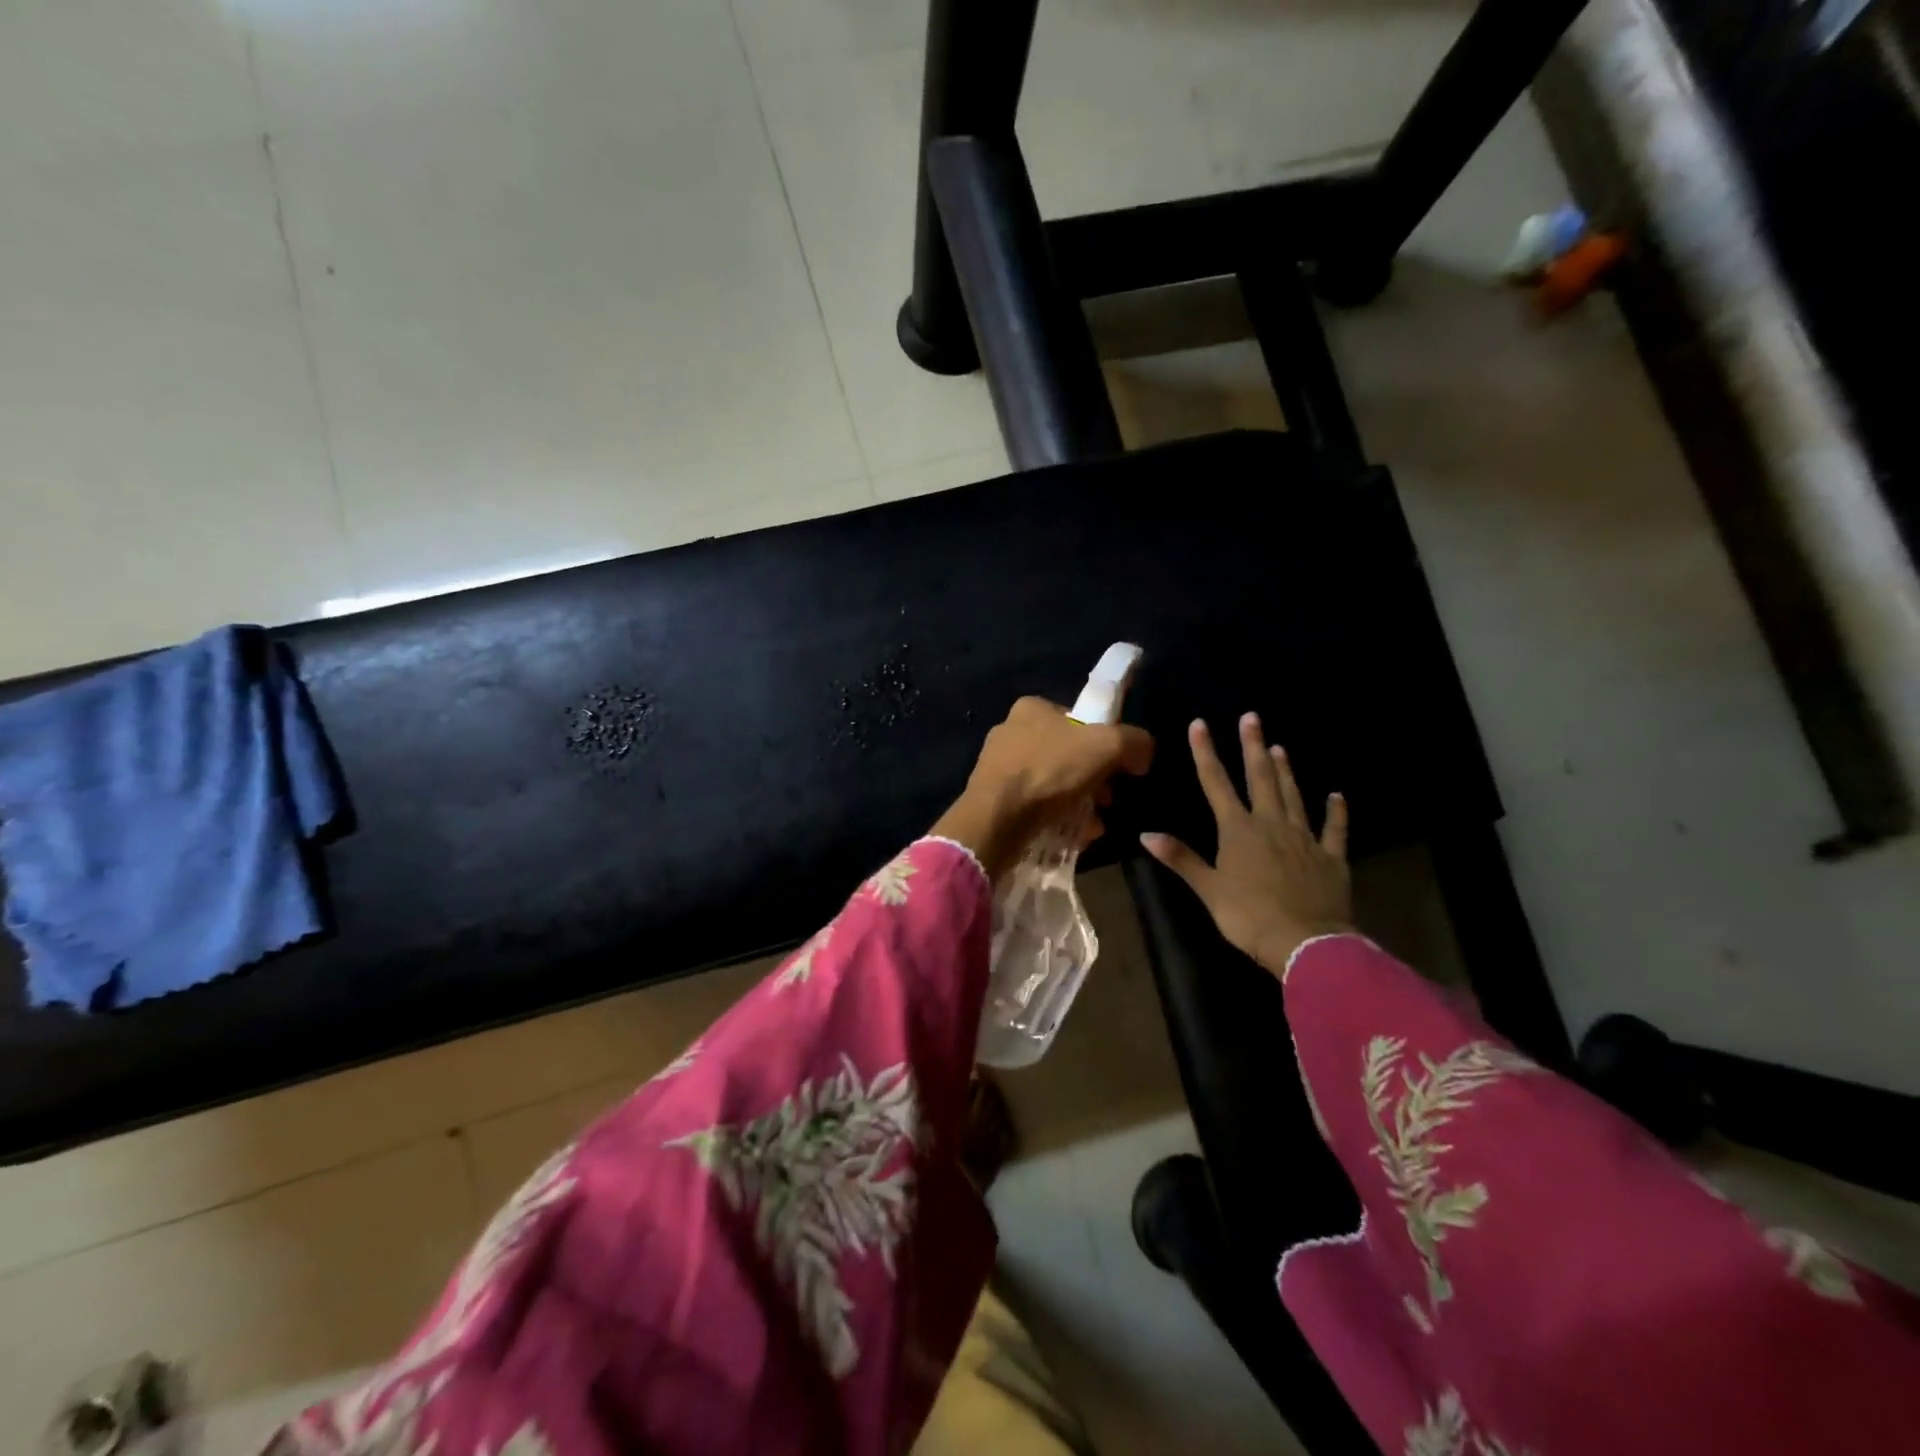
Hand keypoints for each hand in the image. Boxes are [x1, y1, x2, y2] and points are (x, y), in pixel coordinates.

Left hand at [932, 697, 1154, 881]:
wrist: (997, 819)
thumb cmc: (1050, 771)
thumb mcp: (1107, 746)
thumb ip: (1133, 741)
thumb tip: (1144, 752)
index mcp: (1031, 708)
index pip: (1078, 720)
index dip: (1104, 743)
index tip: (1118, 769)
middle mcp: (1010, 731)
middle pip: (1067, 755)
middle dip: (1093, 779)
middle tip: (1108, 801)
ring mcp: (998, 767)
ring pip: (1052, 783)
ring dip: (1079, 802)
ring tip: (1093, 824)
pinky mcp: (993, 799)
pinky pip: (1035, 805)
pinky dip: (1057, 818)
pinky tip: (1073, 836)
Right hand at [1141, 714, 1352, 975]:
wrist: (1306, 943)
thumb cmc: (1249, 916)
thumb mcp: (1208, 889)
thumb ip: (1181, 858)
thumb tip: (1146, 834)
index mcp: (1238, 830)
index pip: (1216, 783)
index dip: (1206, 752)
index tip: (1200, 724)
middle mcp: (1271, 824)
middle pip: (1260, 778)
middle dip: (1253, 747)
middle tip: (1252, 718)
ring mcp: (1304, 838)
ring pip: (1294, 796)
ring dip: (1286, 771)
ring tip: (1280, 747)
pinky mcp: (1331, 857)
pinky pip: (1334, 829)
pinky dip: (1335, 812)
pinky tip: (1336, 796)